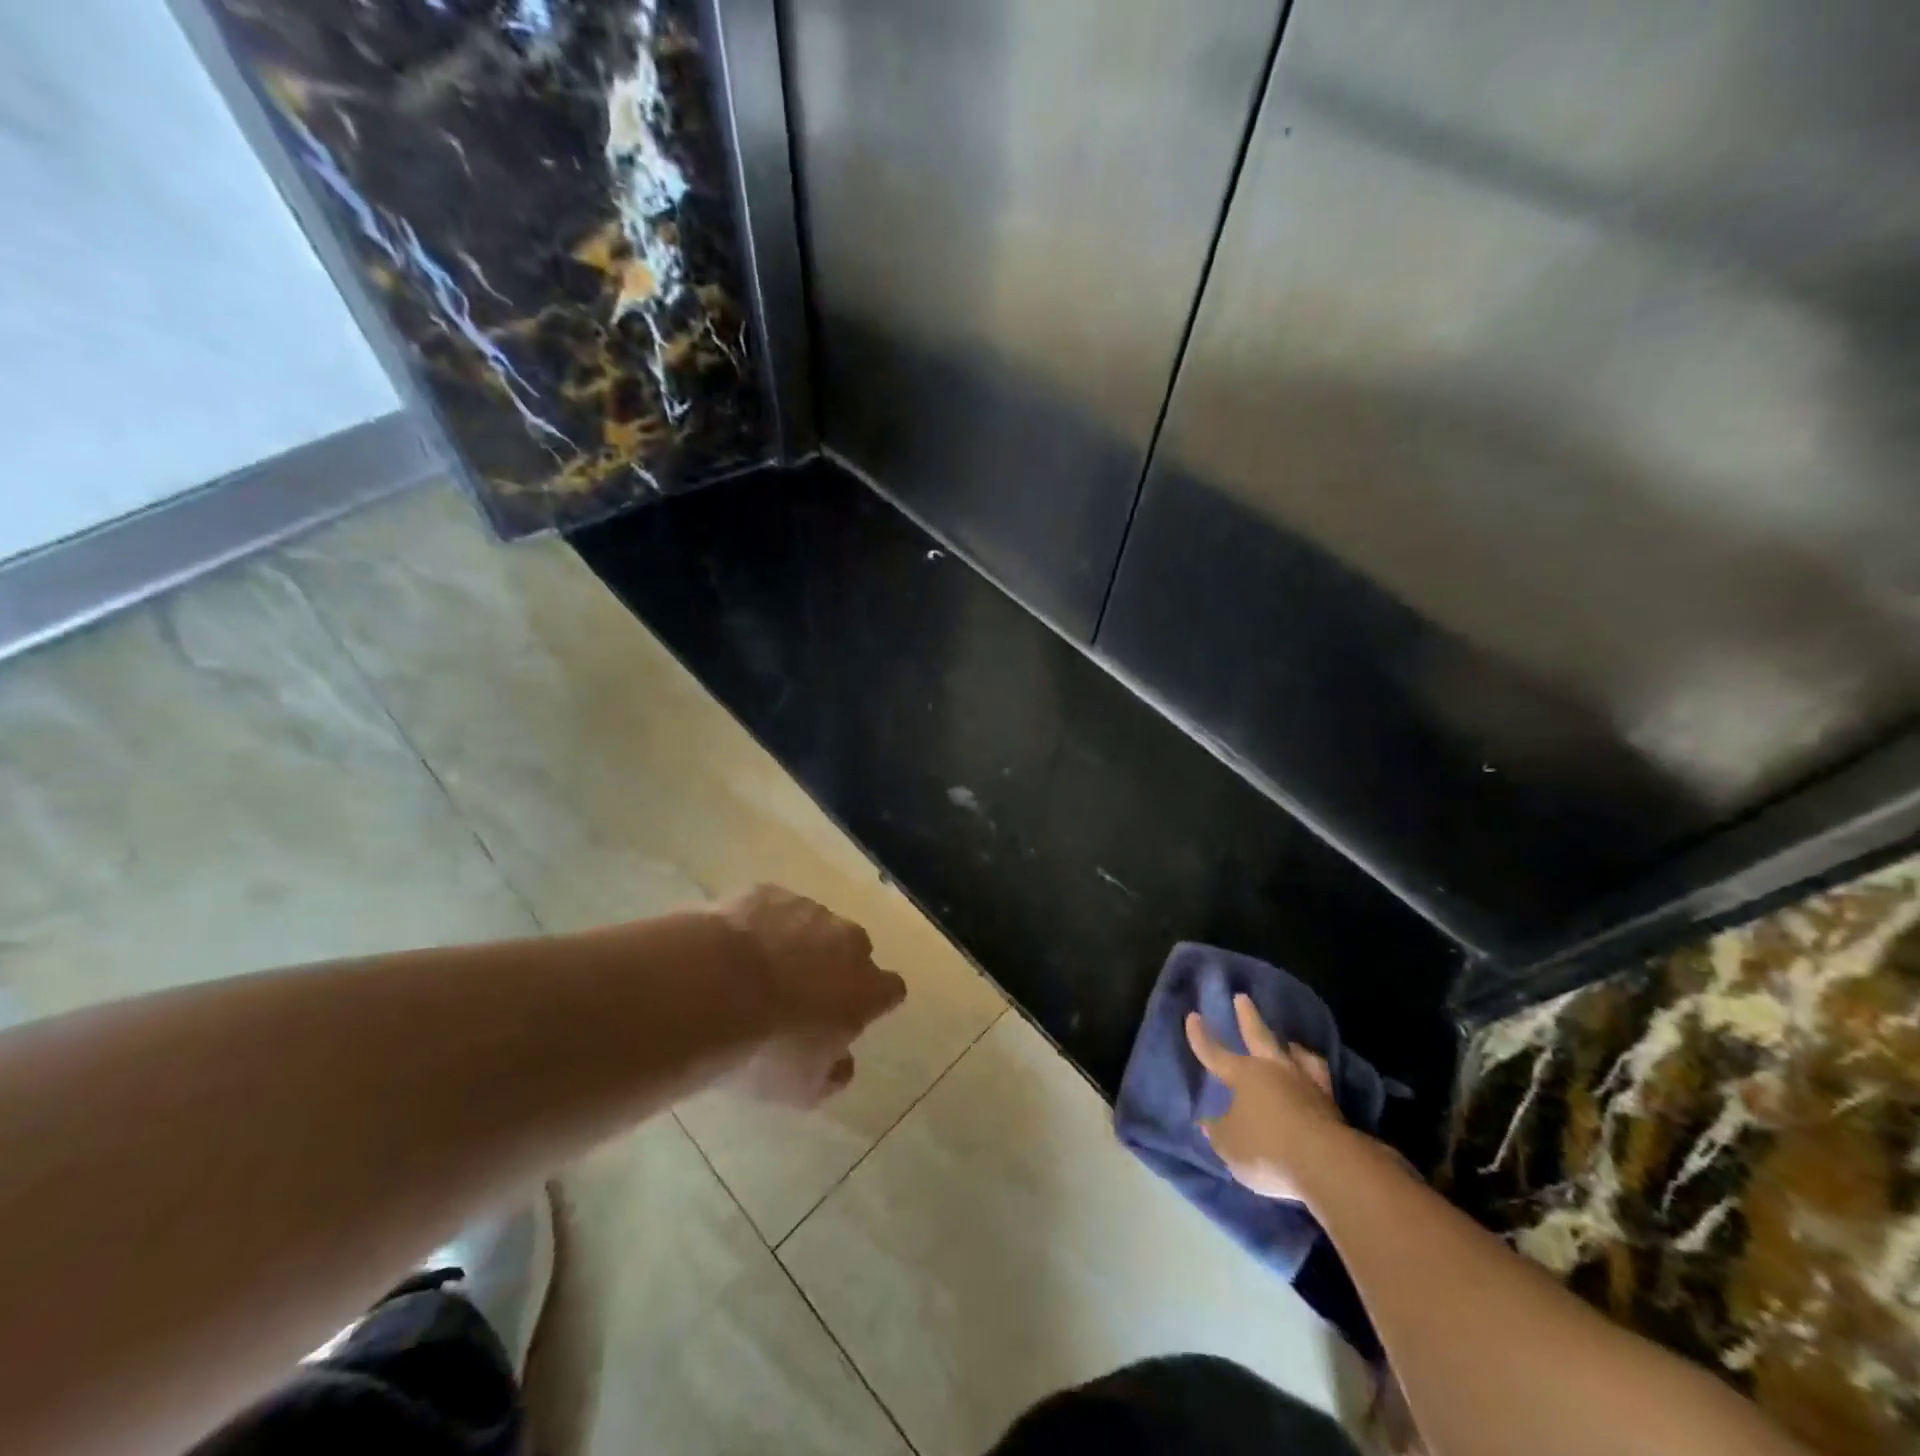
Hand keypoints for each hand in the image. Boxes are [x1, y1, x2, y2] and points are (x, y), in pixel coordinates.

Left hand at [717, 885, 906, 1107]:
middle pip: (853, 950)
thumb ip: (832, 1074)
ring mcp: (808, 910)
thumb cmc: (766, 1048)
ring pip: (812, 925)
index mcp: (867, 988)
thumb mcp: (801, 1088)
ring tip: (758, 972)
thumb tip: (842, 1064)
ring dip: (796, 943)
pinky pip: (772, 909)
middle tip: (799, 994)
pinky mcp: (768, 893)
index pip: (890, 990)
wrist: (712, 988)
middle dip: (833, 967)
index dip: (872, 1001)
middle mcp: (848, 940)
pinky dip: (761, 925)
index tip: (851, 1015)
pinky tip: (733, 949)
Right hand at [1185, 994, 1346, 1201]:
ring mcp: (1307, 1085)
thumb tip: (1206, 1122)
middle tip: (1242, 998)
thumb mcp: (1229, 1144)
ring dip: (1291, 1047)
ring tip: (1290, 1044)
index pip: (1216, 1053)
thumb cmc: (1267, 1148)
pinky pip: (1319, 1081)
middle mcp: (1275, 1071)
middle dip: (1248, 1017)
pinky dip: (1313, 1075)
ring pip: (1297, 1056)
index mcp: (1245, 1075)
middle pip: (1259, 1036)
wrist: (1327, 1164)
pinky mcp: (1332, 1106)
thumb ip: (1216, 1131)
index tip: (1193, 1016)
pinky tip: (1313, 1080)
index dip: (1201, 1038)